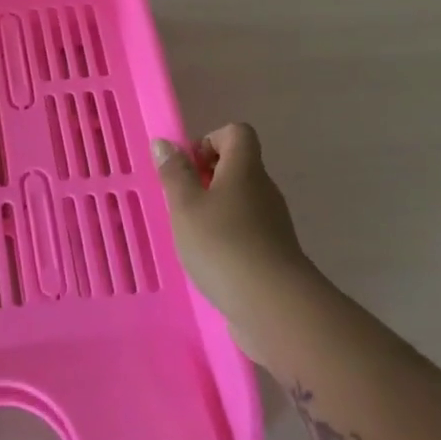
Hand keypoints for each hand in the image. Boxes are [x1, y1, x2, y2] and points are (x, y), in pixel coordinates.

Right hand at [152, 124, 318, 330]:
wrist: (274, 306)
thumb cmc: (222, 245)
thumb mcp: (185, 206)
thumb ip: (174, 173)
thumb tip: (166, 143)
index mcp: (245, 169)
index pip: (237, 133)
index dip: (209, 140)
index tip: (188, 167)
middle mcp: (264, 190)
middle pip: (238, 166)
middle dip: (205, 178)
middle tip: (181, 202)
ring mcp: (273, 223)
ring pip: (241, 200)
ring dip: (214, 209)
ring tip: (190, 234)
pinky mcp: (273, 253)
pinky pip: (246, 230)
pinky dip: (226, 236)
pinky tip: (209, 260)